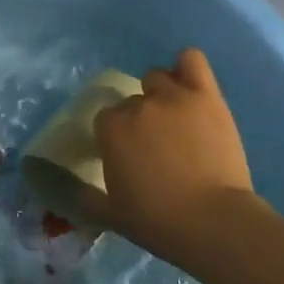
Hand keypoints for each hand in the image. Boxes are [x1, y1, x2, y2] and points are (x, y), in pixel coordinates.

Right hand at [90, 49, 255, 265]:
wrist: (213, 221)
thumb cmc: (157, 221)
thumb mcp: (111, 216)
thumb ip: (86, 199)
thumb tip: (70, 192)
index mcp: (111, 129)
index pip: (105, 119)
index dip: (114, 136)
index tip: (125, 155)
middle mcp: (138, 106)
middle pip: (131, 101)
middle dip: (138, 119)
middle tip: (152, 144)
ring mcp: (174, 97)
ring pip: (157, 78)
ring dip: (159, 93)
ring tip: (172, 116)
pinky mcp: (206, 96)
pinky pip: (191, 61)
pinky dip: (186, 66)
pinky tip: (188, 84)